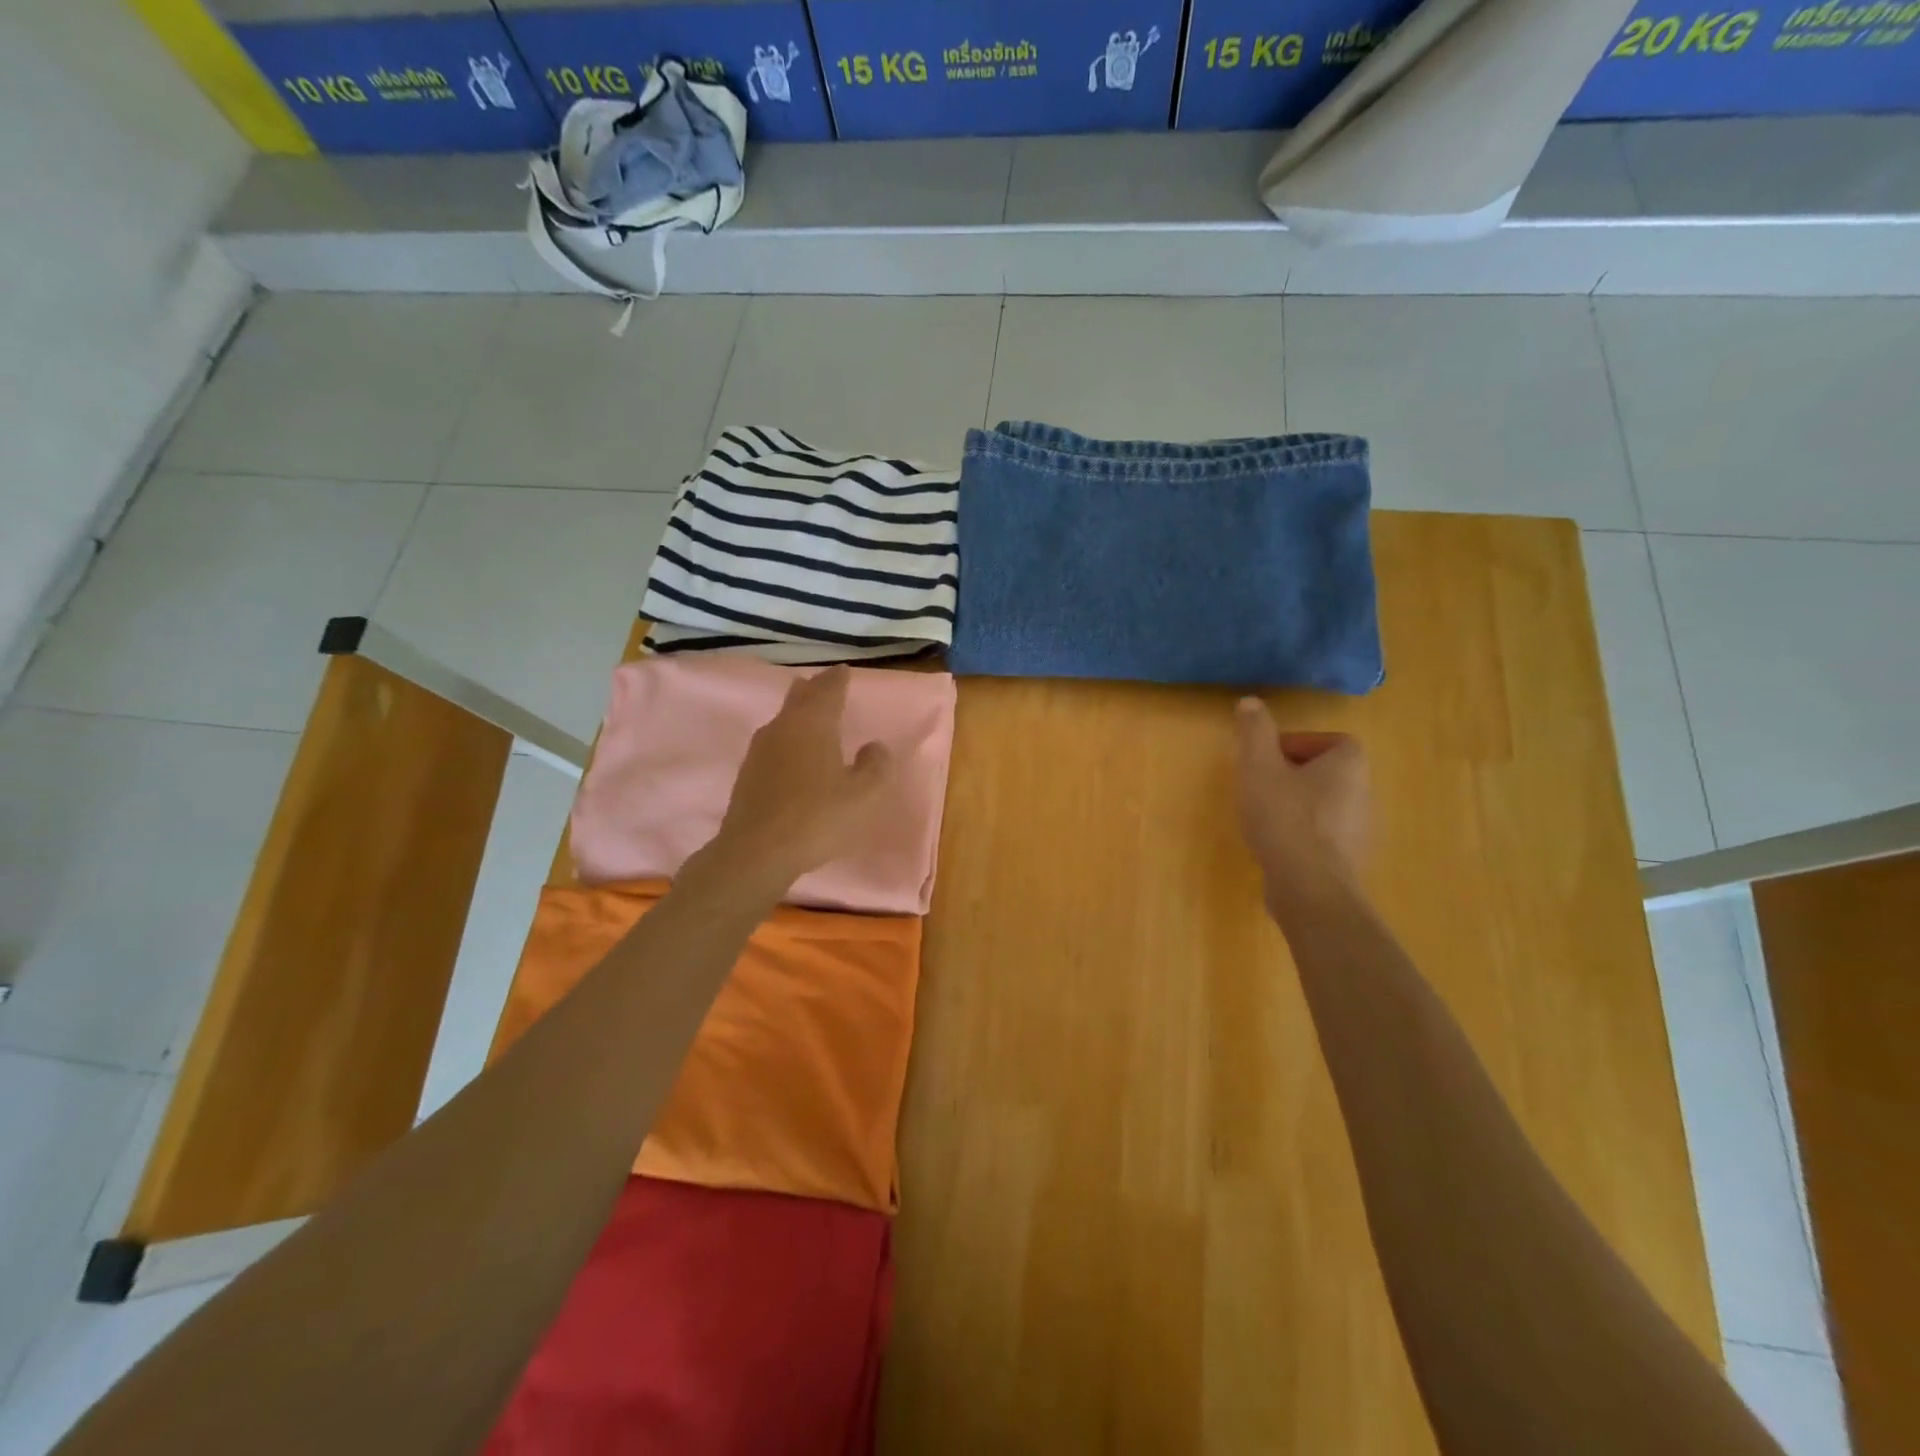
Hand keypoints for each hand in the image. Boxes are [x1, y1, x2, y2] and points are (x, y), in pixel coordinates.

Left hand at [707, 666, 892, 894]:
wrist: (756, 852)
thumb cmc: (817, 818)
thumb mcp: (863, 795)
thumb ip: (875, 766)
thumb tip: (874, 746)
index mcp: (814, 723)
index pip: (828, 689)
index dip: (838, 680)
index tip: (844, 671)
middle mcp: (784, 727)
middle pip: (800, 697)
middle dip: (814, 689)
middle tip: (825, 684)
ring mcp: (760, 749)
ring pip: (783, 719)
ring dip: (798, 712)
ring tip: (810, 714)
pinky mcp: (748, 773)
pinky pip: (773, 742)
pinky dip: (787, 738)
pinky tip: (792, 753)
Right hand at [1233, 698, 1368, 887]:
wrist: (1308, 886)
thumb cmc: (1283, 816)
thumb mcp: (1258, 765)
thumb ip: (1254, 731)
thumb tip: (1251, 702)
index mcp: (1349, 764)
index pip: (1331, 740)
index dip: (1296, 744)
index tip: (1266, 758)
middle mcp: (1364, 793)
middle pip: (1325, 772)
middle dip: (1291, 775)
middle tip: (1259, 785)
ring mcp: (1359, 830)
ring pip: (1323, 805)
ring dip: (1295, 805)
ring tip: (1263, 816)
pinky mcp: (1348, 861)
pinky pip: (1322, 836)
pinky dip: (1300, 834)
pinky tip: (1275, 845)